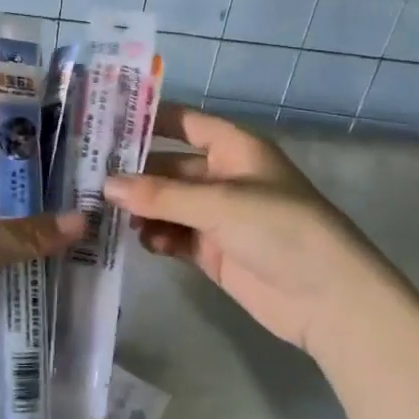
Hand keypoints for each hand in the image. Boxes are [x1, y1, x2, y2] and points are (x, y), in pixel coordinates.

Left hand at [0, 180, 83, 403]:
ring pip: (10, 278)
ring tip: (99, 287)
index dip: (46, 191)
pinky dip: (23, 320)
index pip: (8, 188)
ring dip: (41, 286)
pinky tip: (65, 325)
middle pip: (14, 236)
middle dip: (52, 244)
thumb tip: (83, 221)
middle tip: (108, 248)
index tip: (92, 196)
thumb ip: (20, 237)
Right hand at [107, 107, 394, 355]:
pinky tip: (142, 242)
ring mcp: (219, 216)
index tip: (105, 121)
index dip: (148, 119)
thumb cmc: (279, 229)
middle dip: (135, 172)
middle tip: (89, 177)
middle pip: (170, 166)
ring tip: (107, 214)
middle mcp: (224, 176)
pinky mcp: (215, 252)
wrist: (329, 299)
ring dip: (143, 208)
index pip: (183, 122)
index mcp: (233, 148)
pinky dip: (158, 237)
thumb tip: (108, 185)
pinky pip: (176, 236)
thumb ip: (161, 194)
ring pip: (168, 203)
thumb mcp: (219, 203)